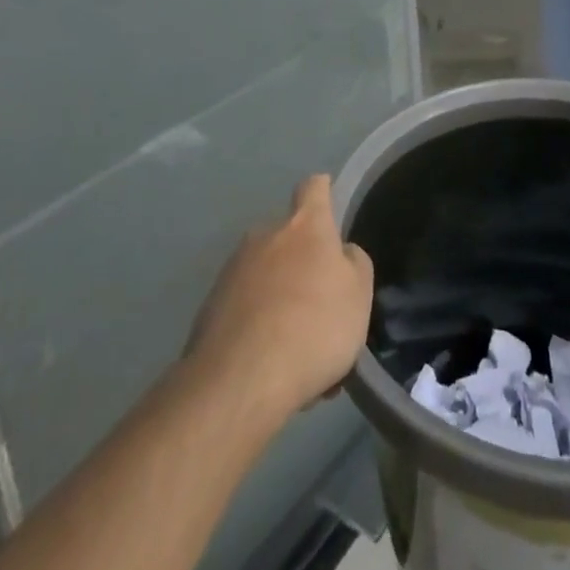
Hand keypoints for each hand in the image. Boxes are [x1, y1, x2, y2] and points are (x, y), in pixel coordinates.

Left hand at [186, 175, 374, 417]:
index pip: (313, 188)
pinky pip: (245, 307)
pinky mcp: (210, 306)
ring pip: (266, 275)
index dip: (323, 191)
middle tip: (320, 302)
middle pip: (288, 237)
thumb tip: (341, 252)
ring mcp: (233, 270)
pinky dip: (259, 324)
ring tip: (298, 345)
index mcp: (304, 226)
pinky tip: (271, 363)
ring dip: (281, 296)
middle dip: (302, 262)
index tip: (328, 196)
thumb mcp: (358, 296)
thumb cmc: (314, 326)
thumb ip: (354, 264)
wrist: (241, 380)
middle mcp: (265, 236)